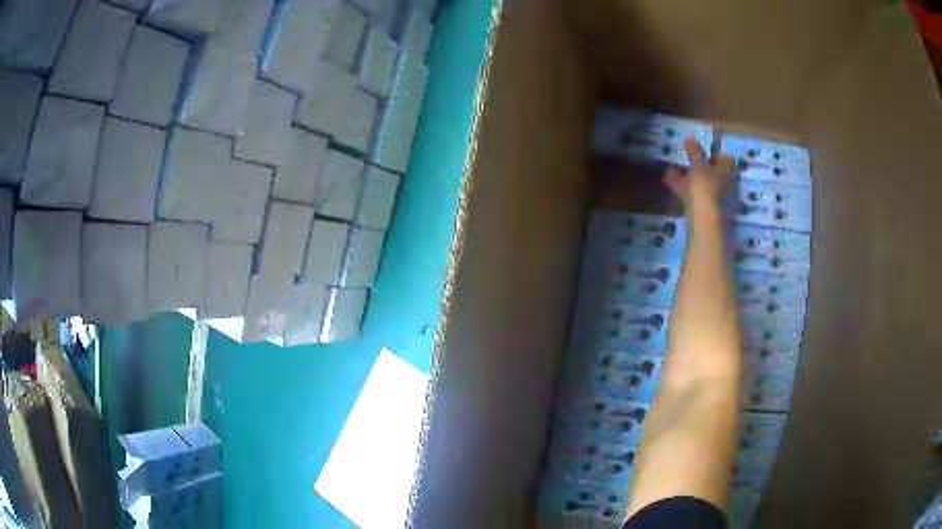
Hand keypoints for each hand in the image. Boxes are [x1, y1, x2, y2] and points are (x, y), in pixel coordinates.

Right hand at [664, 136, 734, 210]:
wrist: (704, 217)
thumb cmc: (704, 184)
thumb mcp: (697, 164)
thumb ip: (694, 151)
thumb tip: (689, 136)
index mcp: (727, 170)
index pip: (724, 157)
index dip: (713, 153)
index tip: (701, 150)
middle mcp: (725, 182)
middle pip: (712, 170)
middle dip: (697, 165)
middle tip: (684, 160)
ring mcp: (717, 196)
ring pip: (701, 182)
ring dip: (688, 176)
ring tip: (671, 171)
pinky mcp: (707, 208)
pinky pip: (695, 194)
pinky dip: (685, 188)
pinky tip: (670, 183)